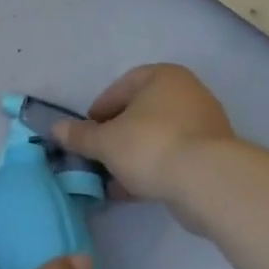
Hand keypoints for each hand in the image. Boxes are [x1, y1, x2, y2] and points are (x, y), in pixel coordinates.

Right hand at [50, 64, 235, 218]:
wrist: (208, 182)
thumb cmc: (151, 146)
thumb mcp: (105, 142)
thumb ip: (80, 136)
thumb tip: (55, 129)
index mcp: (163, 77)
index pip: (121, 87)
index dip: (99, 110)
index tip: (86, 132)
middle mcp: (187, 93)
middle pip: (140, 113)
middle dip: (116, 136)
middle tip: (97, 155)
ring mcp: (204, 125)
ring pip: (156, 137)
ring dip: (132, 156)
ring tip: (110, 179)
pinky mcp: (212, 156)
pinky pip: (173, 157)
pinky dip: (152, 170)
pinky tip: (131, 191)